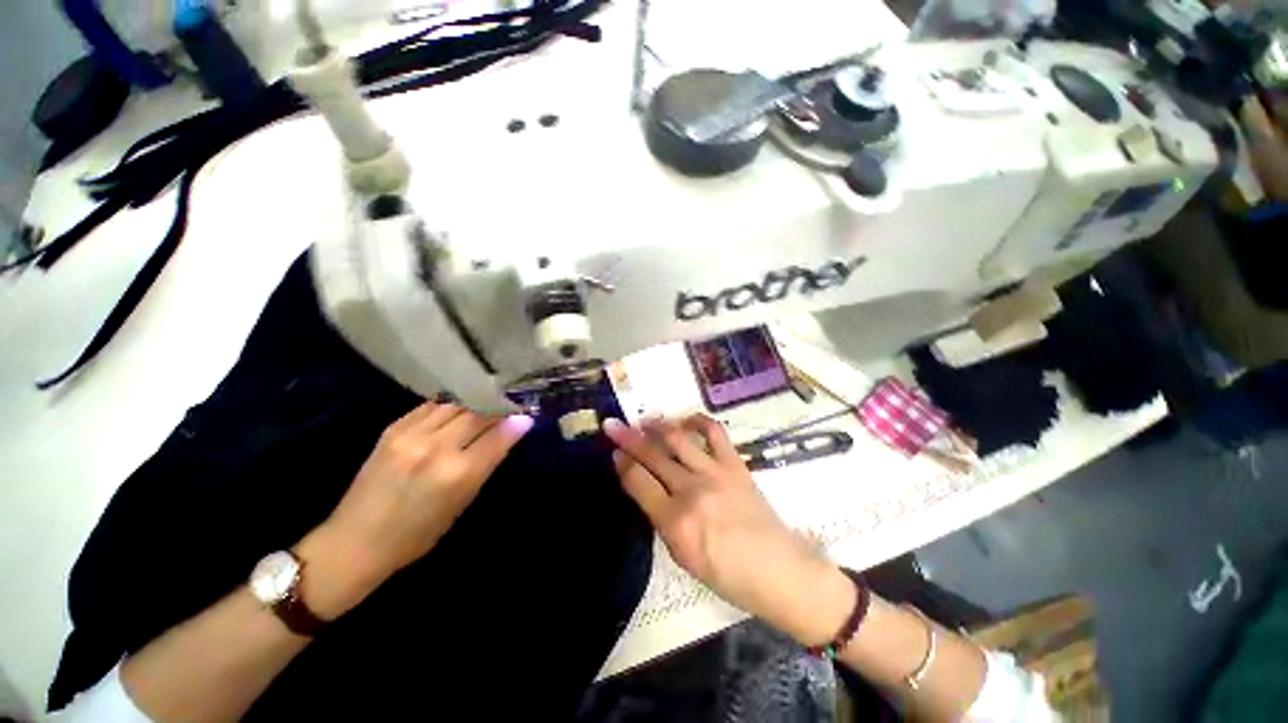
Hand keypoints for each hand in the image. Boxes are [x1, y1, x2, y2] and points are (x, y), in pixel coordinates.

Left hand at [300, 402, 532, 618]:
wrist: (354, 541)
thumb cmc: (417, 535)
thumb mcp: (462, 504)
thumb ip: (486, 465)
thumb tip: (512, 433)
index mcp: (458, 474)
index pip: (499, 435)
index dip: (517, 422)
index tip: (527, 415)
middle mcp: (437, 448)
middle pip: (479, 412)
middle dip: (498, 407)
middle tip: (508, 407)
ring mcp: (412, 435)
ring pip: (456, 404)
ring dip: (475, 403)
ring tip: (485, 404)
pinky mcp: (393, 429)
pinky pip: (431, 406)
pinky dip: (450, 406)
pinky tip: (455, 410)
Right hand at [603, 415, 854, 644]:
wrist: (779, 570)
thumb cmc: (728, 575)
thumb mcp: (683, 557)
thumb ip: (662, 520)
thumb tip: (646, 487)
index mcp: (675, 522)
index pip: (638, 482)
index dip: (622, 463)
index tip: (614, 452)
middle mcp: (692, 491)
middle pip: (653, 456)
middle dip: (628, 437)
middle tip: (612, 424)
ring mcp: (715, 473)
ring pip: (677, 438)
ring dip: (656, 425)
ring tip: (644, 419)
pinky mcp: (735, 464)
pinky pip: (714, 432)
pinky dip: (697, 421)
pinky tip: (686, 420)